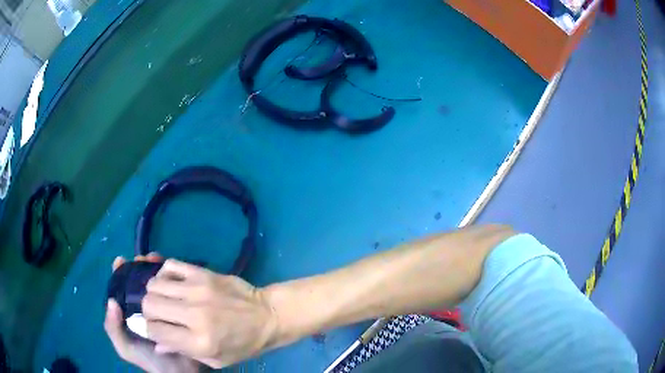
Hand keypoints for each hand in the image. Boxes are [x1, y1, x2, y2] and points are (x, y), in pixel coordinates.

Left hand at [104, 254, 200, 372]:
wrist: (177, 371)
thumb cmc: (148, 359)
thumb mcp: (125, 347)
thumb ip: (113, 328)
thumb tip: (112, 301)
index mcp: (129, 314)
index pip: (122, 288)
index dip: (120, 273)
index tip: (122, 260)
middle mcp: (143, 308)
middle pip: (139, 283)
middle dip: (139, 268)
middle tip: (144, 257)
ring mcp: (161, 309)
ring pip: (155, 286)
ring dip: (155, 272)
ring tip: (157, 260)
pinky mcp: (177, 311)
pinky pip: (172, 294)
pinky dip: (171, 283)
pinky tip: (173, 276)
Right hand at [142, 260, 278, 368]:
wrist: (268, 316)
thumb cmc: (244, 344)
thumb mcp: (217, 360)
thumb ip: (184, 352)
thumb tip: (156, 345)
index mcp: (199, 342)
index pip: (154, 330)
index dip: (146, 329)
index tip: (148, 328)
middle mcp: (194, 315)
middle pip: (149, 304)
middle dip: (148, 311)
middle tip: (157, 315)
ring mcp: (198, 290)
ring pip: (155, 284)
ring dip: (154, 293)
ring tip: (165, 299)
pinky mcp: (204, 273)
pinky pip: (170, 265)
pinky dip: (165, 274)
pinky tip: (172, 284)